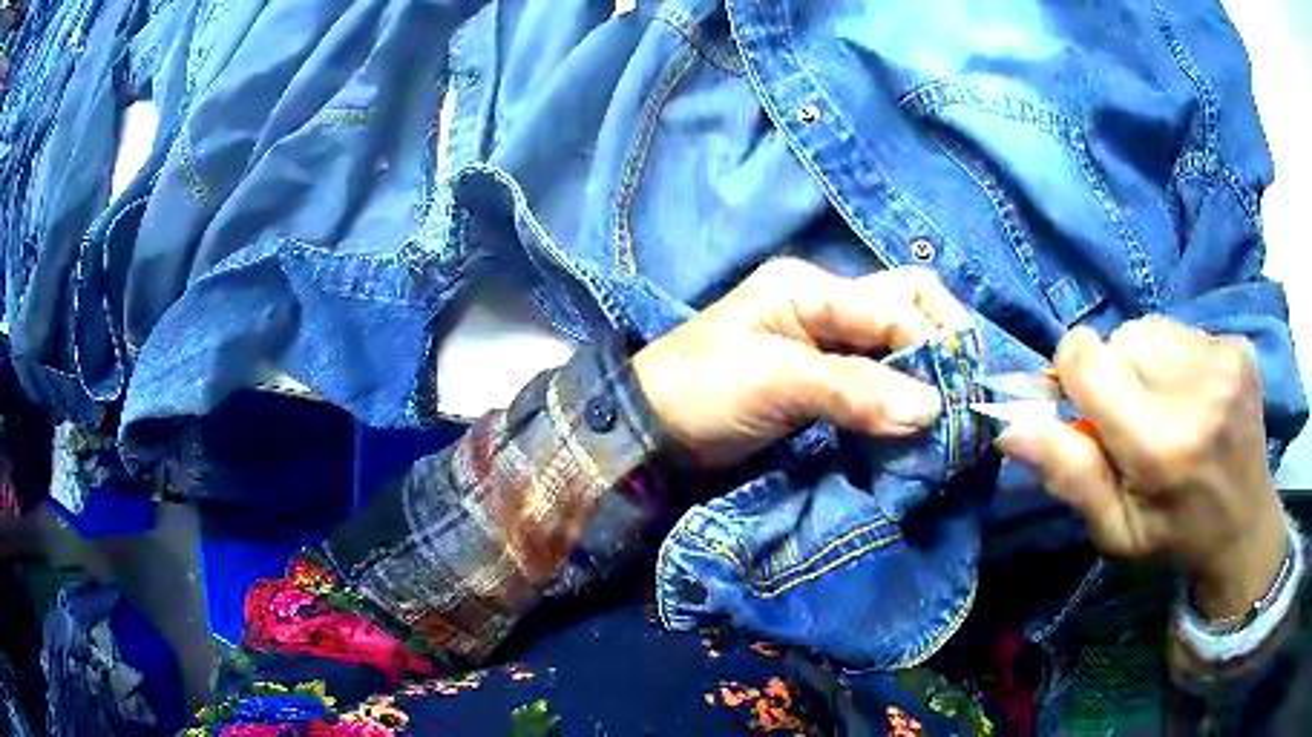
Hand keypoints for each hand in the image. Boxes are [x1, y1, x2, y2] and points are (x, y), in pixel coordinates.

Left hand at [633, 258, 968, 468]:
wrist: (650, 430)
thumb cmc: (700, 392)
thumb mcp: (773, 382)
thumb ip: (853, 390)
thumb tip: (932, 410)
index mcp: (809, 287)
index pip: (895, 303)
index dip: (933, 344)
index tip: (957, 397)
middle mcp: (826, 303)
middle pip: (905, 303)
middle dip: (942, 339)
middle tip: (964, 388)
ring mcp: (825, 340)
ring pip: (897, 340)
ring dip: (927, 369)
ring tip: (950, 407)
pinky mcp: (824, 377)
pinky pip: (879, 375)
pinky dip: (904, 392)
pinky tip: (918, 416)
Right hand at [994, 318, 1286, 619]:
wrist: (1245, 526)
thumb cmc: (1173, 536)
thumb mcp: (1113, 530)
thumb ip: (1068, 475)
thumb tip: (1010, 425)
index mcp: (1159, 443)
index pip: (1086, 356)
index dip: (1075, 375)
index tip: (1090, 409)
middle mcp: (1195, 388)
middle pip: (1121, 337)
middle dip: (1117, 373)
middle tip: (1138, 422)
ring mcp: (1224, 361)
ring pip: (1152, 328)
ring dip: (1147, 362)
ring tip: (1170, 407)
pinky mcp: (1239, 346)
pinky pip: (1184, 330)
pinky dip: (1178, 358)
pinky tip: (1197, 398)